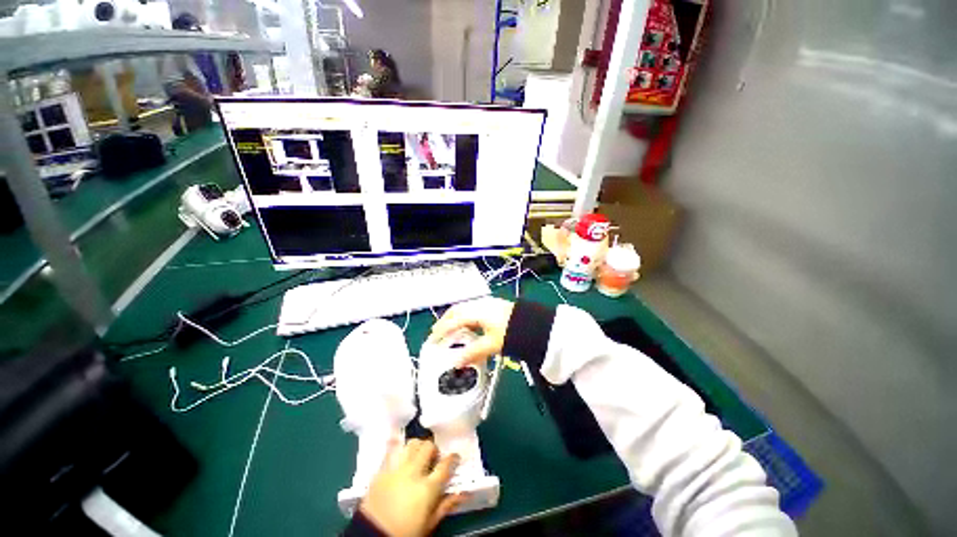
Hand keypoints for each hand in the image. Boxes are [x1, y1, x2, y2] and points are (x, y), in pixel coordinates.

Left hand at [359, 439, 466, 536]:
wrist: (372, 536)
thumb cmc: (406, 532)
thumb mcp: (429, 523)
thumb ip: (446, 505)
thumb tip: (464, 493)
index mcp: (427, 488)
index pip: (445, 465)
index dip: (452, 458)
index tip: (454, 457)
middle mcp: (413, 472)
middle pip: (428, 447)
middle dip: (434, 450)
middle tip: (433, 459)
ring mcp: (396, 469)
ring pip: (412, 443)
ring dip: (417, 447)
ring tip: (417, 456)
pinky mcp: (381, 469)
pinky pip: (391, 449)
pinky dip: (397, 445)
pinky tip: (400, 448)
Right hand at [428, 298, 514, 366]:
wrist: (536, 325)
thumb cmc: (513, 333)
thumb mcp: (492, 345)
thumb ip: (473, 353)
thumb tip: (456, 363)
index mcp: (477, 312)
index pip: (454, 320)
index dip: (441, 330)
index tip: (432, 340)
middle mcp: (480, 304)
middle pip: (457, 310)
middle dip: (445, 321)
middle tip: (436, 333)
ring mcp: (487, 303)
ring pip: (465, 309)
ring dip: (455, 319)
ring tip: (449, 331)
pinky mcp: (493, 306)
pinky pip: (473, 310)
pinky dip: (465, 318)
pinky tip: (466, 327)